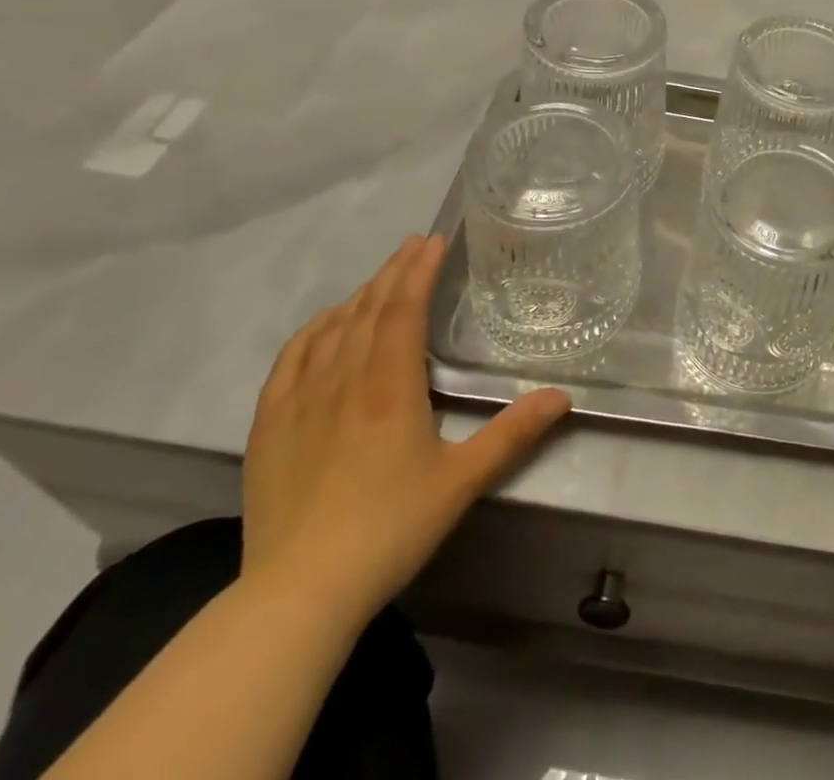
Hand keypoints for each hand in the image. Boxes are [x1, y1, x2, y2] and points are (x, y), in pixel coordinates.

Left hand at [242, 234, 570, 621]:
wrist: (298, 593)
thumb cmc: (389, 529)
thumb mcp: (462, 481)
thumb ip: (514, 433)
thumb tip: (563, 396)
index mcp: (390, 386)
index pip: (403, 310)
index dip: (419, 271)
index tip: (434, 241)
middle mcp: (343, 381)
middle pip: (368, 310)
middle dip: (394, 272)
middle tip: (414, 244)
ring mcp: (300, 402)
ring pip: (331, 330)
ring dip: (358, 296)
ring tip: (380, 279)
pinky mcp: (269, 428)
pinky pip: (290, 361)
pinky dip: (310, 332)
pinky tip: (322, 324)